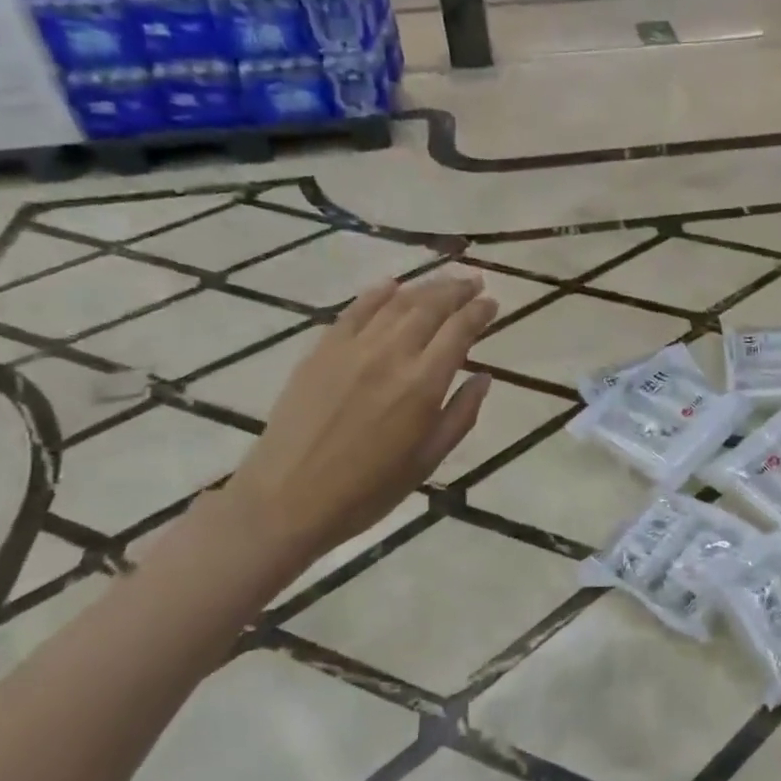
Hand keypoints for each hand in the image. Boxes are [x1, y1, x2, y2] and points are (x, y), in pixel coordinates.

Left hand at [221, 274, 496, 567]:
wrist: (287, 499)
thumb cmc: (368, 490)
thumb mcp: (428, 460)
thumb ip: (461, 414)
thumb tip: (484, 377)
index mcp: (423, 385)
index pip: (460, 331)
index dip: (480, 312)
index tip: (493, 303)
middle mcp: (391, 355)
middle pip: (430, 307)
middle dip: (457, 290)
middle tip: (475, 281)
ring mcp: (352, 348)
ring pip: (396, 302)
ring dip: (425, 287)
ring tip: (444, 281)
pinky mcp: (321, 350)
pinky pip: (355, 310)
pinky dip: (378, 293)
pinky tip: (392, 285)